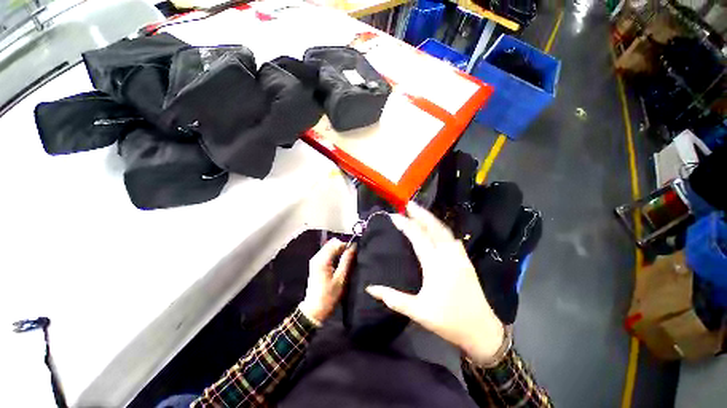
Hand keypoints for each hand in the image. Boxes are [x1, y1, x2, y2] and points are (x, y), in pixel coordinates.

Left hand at [299, 238, 355, 324]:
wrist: (314, 310)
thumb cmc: (329, 295)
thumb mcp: (341, 278)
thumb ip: (347, 261)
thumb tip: (353, 247)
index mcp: (323, 259)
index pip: (336, 243)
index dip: (346, 246)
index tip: (354, 253)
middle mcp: (317, 257)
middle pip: (332, 244)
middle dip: (342, 248)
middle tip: (350, 258)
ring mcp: (315, 260)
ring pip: (329, 248)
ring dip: (338, 252)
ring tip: (346, 261)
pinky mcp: (315, 264)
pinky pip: (326, 253)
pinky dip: (334, 255)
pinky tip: (339, 264)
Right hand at [366, 202, 504, 363]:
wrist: (482, 331)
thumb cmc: (449, 322)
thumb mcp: (418, 312)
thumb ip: (393, 298)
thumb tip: (370, 288)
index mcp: (435, 264)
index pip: (417, 237)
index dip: (405, 224)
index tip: (393, 215)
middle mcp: (448, 255)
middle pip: (433, 227)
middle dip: (420, 213)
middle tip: (408, 204)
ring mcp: (459, 256)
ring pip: (444, 230)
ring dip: (431, 219)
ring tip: (420, 212)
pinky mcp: (466, 261)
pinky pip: (452, 238)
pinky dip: (442, 229)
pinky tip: (437, 229)